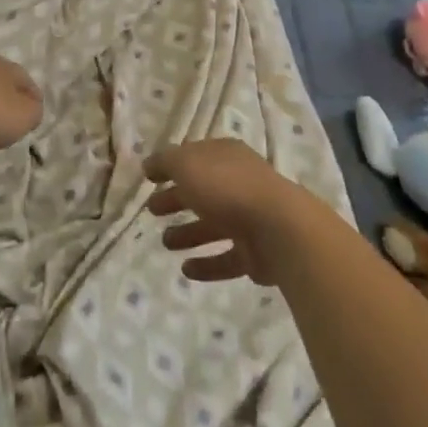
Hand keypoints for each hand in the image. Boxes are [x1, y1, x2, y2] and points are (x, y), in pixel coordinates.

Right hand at [142, 139, 322, 284]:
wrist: (278, 228)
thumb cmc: (227, 187)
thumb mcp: (186, 164)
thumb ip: (165, 162)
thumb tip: (150, 164)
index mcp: (226, 156)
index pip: (195, 157)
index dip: (173, 165)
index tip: (150, 178)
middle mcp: (240, 183)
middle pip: (203, 191)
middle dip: (177, 199)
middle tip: (152, 210)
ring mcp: (251, 219)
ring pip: (214, 225)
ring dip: (189, 233)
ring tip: (166, 242)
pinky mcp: (256, 253)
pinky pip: (226, 259)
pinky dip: (207, 264)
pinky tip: (186, 270)